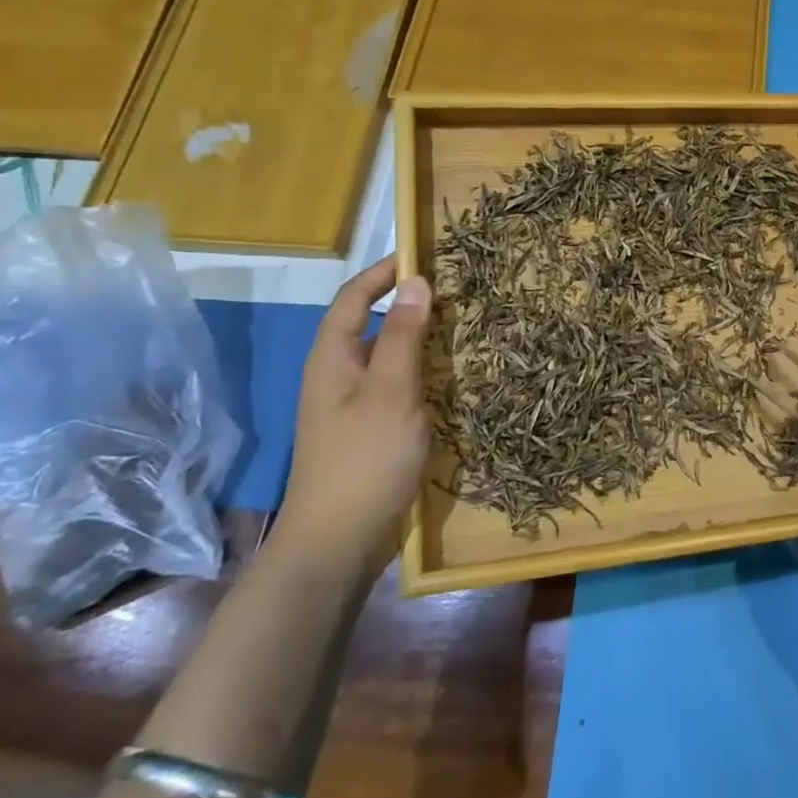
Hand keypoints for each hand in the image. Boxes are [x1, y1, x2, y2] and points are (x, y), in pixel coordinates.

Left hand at [275, 257, 433, 569]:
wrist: (337, 542)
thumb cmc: (364, 459)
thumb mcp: (391, 391)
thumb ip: (404, 336)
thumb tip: (416, 282)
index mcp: (332, 357)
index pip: (354, 296)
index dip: (384, 272)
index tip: (426, 255)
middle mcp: (337, 374)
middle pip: (370, 324)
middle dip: (409, 304)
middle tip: (459, 294)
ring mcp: (352, 406)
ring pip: (387, 358)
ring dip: (420, 340)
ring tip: (465, 330)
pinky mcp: (368, 431)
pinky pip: (396, 387)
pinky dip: (422, 374)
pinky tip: (452, 381)